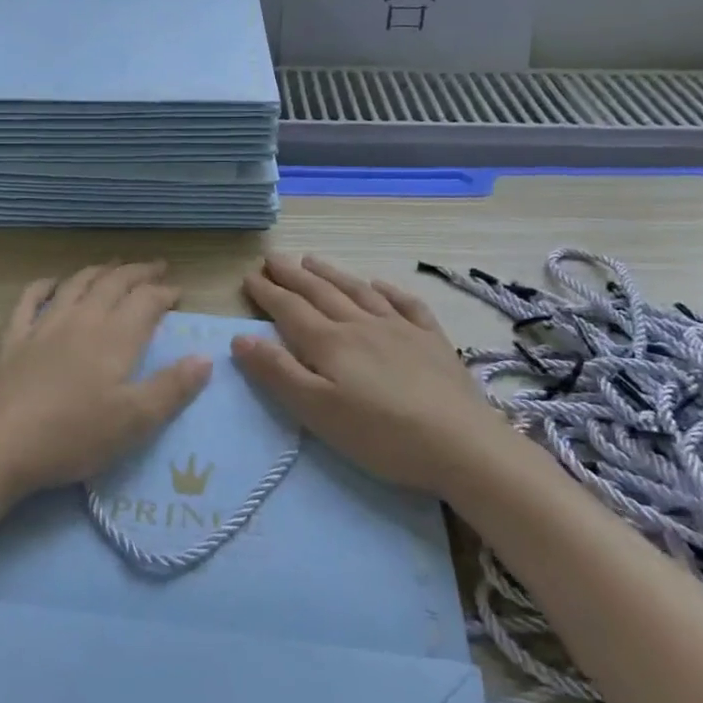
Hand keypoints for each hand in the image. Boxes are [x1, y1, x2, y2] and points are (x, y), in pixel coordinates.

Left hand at [0, 261, 211, 500]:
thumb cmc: (73, 435)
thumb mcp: (135, 421)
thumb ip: (172, 388)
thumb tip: (205, 357)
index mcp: (115, 337)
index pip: (146, 301)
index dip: (165, 293)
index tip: (179, 293)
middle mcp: (82, 319)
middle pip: (114, 284)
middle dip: (138, 273)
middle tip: (156, 267)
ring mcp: (44, 324)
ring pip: (77, 284)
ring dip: (99, 271)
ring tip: (114, 266)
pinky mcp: (13, 337)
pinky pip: (30, 298)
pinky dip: (45, 285)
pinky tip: (53, 283)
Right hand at [233, 254, 488, 495]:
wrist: (462, 444)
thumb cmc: (381, 435)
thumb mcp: (318, 412)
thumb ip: (278, 373)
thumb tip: (240, 338)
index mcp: (330, 343)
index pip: (290, 309)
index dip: (268, 292)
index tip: (249, 276)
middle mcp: (361, 324)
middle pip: (320, 292)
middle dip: (292, 275)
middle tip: (272, 257)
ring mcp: (400, 329)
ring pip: (358, 291)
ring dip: (332, 273)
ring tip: (312, 260)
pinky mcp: (432, 341)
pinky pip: (406, 305)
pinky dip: (388, 290)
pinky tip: (379, 284)